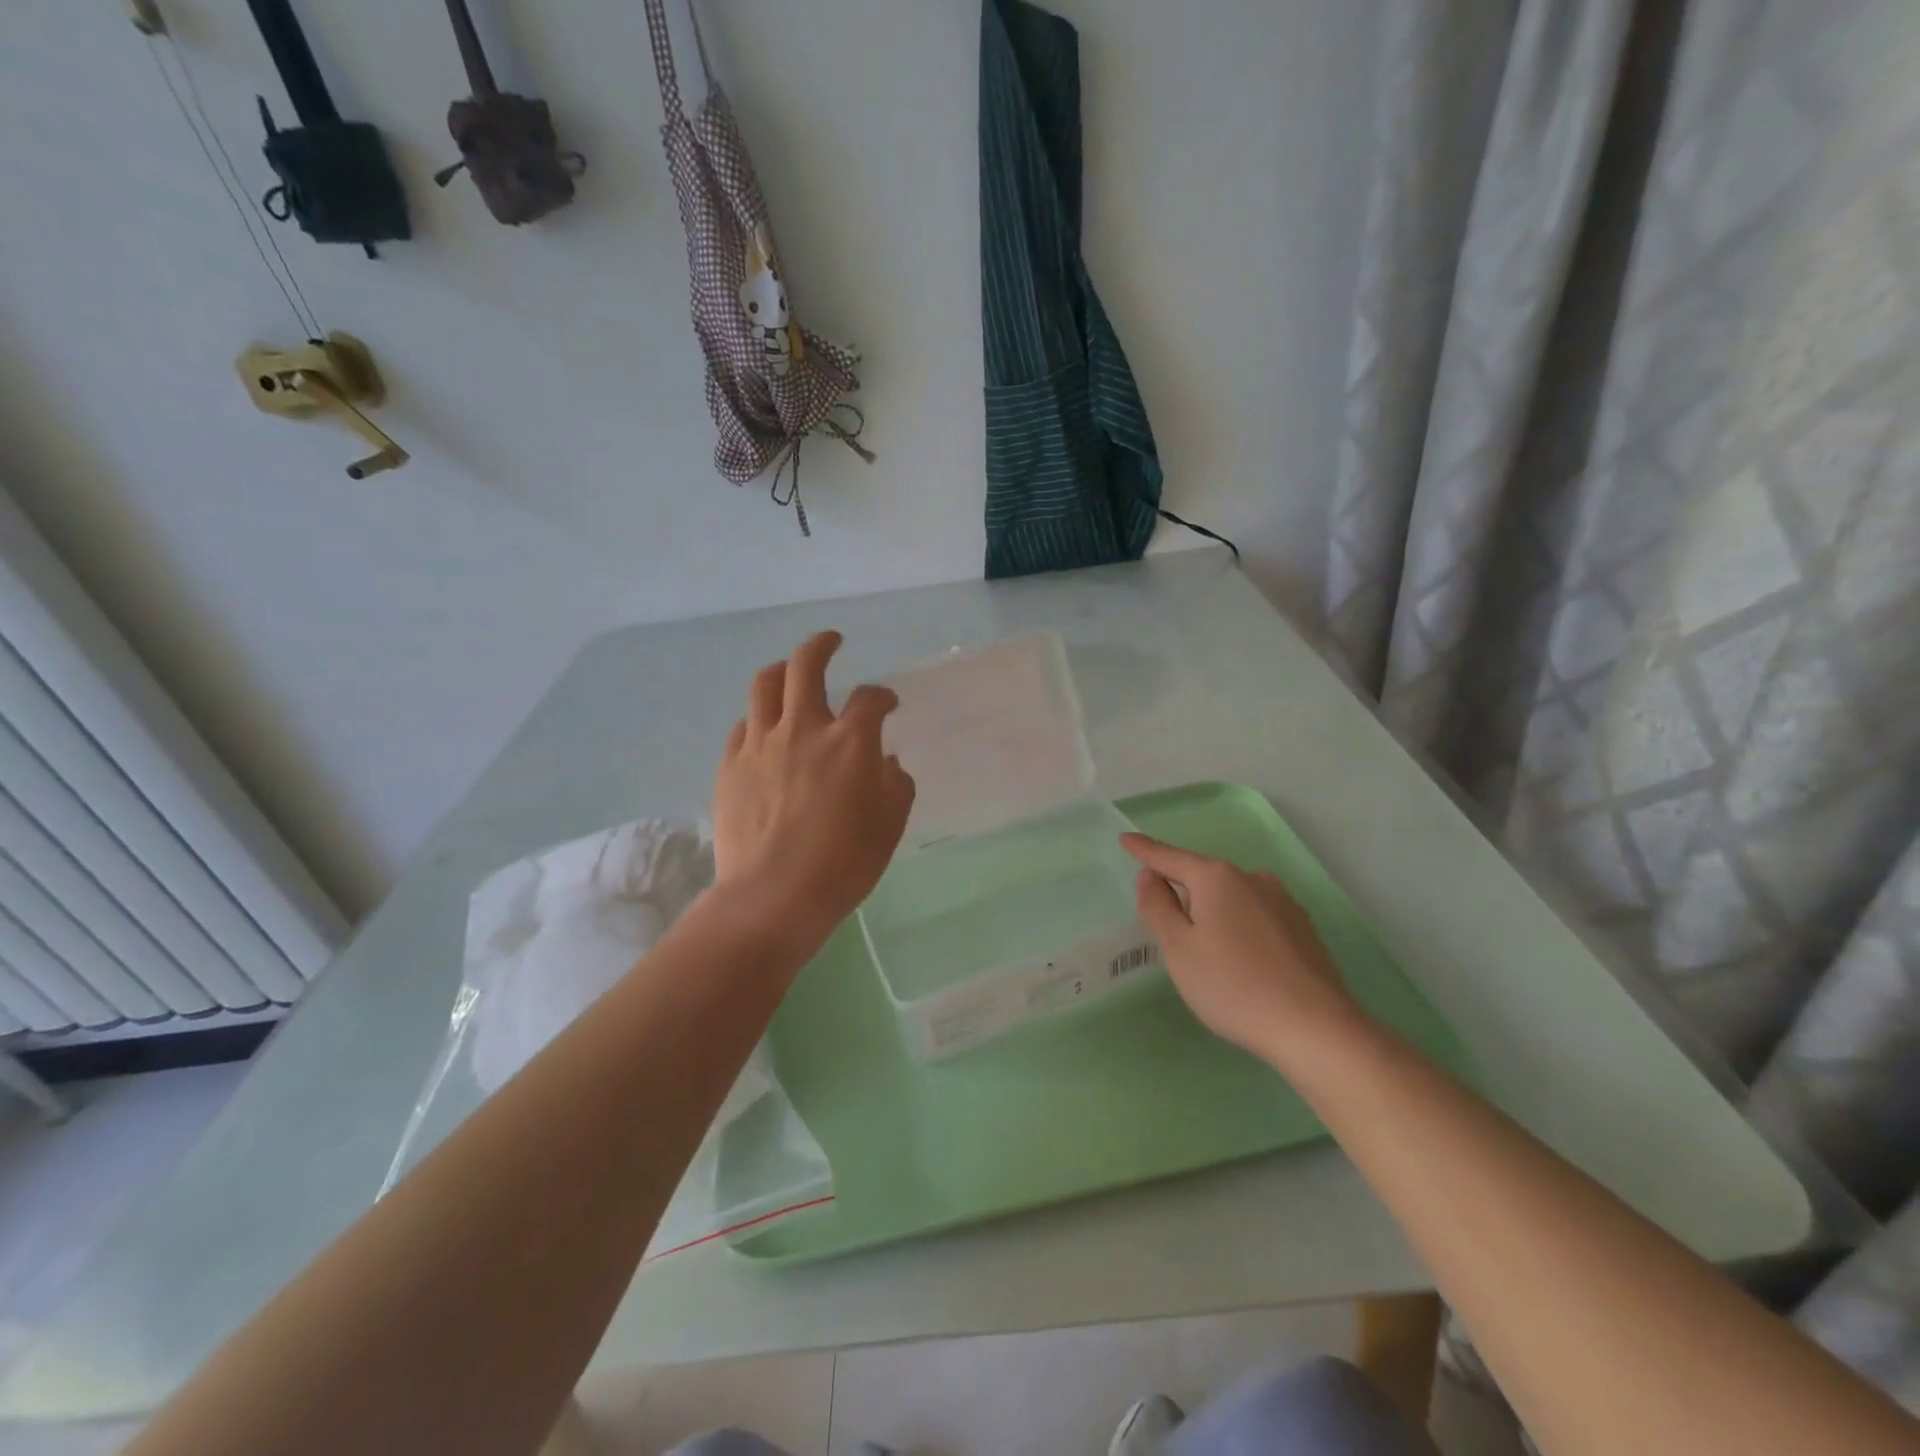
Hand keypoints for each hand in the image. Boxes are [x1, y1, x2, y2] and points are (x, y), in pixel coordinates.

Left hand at [712, 631, 915, 951]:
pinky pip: (744, 726)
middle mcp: (804, 729)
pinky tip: (766, 732)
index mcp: (850, 741)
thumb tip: (887, 762)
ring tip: (790, 673)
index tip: (887, 704)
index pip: (870, 698)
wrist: (774, 896)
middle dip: (821, 645)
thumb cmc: (844, 863)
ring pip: (765, 685)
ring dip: (782, 671)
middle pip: (806, 665)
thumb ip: (895, 785)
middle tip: (831, 642)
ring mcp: (761, 744)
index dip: (883, 696)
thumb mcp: (890, 826)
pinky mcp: (731, 765)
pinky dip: (759, 719)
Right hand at [1122, 833, 1364, 1068]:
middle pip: (1203, 879)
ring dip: (1214, 915)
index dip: (1145, 850)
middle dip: (1183, 894)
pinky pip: (1257, 918)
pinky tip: (1244, 964)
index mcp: (1217, 878)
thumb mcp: (1179, 949)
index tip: (1125, 839)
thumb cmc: (1232, 986)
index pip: (1169, 857)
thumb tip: (1150, 875)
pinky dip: (1240, 930)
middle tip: (1169, 932)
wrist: (1316, 1028)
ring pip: (1233, 899)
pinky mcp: (1303, 929)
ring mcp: (1283, 902)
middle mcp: (1252, 879)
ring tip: (1210, 957)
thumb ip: (1158, 907)